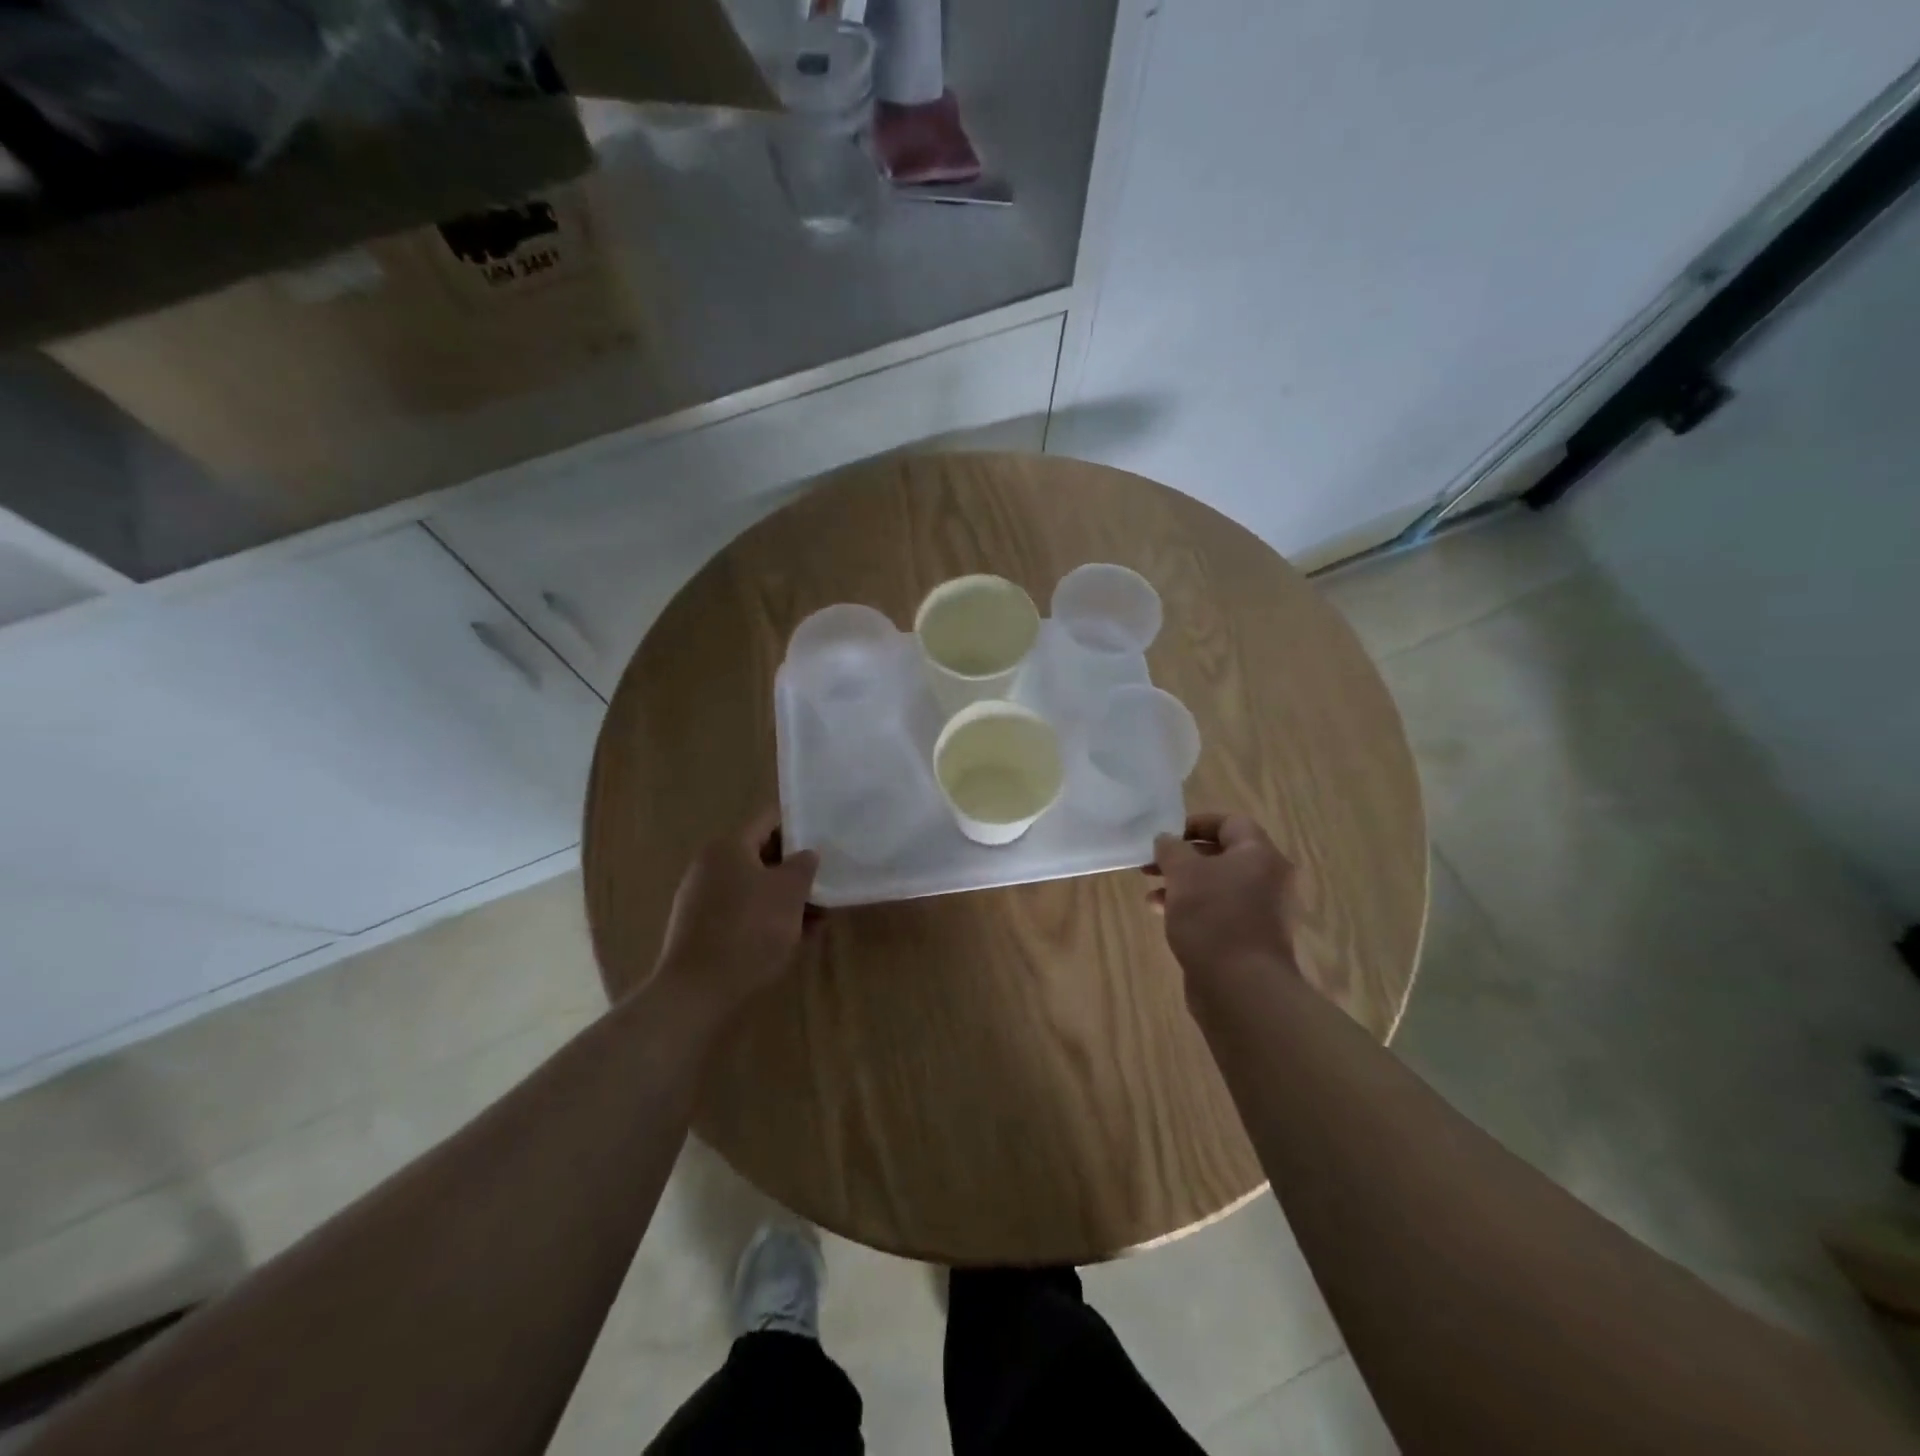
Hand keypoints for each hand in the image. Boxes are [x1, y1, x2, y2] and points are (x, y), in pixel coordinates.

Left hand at [648, 810, 819, 1026]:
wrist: (699, 992)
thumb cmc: (750, 929)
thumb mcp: (790, 892)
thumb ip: (803, 866)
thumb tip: (806, 853)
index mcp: (728, 846)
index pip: (769, 819)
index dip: (799, 823)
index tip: (825, 833)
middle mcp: (711, 866)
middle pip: (761, 855)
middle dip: (795, 867)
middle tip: (827, 876)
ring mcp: (703, 900)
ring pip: (755, 888)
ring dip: (786, 897)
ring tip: (820, 914)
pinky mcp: (703, 931)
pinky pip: (743, 914)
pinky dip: (769, 919)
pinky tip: (797, 937)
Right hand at [1150, 812, 1299, 991]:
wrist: (1242, 988)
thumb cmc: (1213, 917)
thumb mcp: (1183, 873)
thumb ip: (1171, 849)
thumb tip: (1166, 839)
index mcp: (1260, 855)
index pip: (1230, 823)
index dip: (1195, 824)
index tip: (1166, 836)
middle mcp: (1268, 879)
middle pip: (1223, 855)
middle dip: (1183, 858)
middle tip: (1151, 865)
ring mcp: (1263, 912)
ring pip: (1218, 886)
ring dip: (1183, 885)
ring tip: (1151, 895)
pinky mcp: (1251, 939)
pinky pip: (1220, 912)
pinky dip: (1194, 909)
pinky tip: (1165, 917)